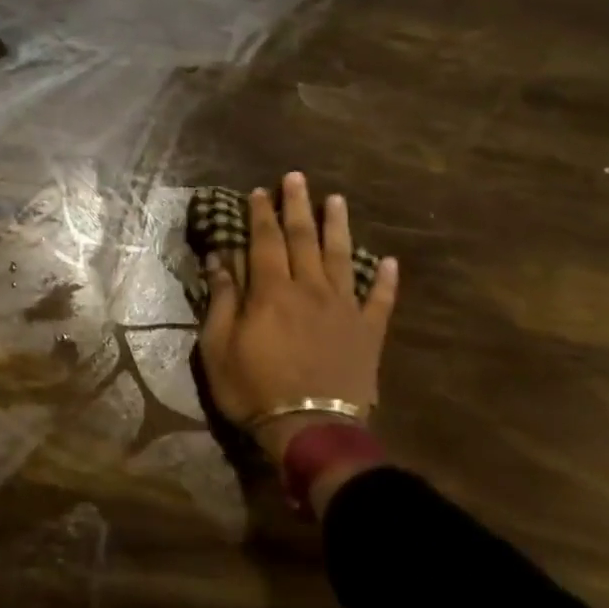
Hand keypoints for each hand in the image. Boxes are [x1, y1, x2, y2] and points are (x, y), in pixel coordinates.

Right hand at [199, 172, 398, 467]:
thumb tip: (219, 260)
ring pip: (342, 258)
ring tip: (337, 201)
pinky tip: (390, 262)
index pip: (264, 241)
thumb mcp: (218, 346)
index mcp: (271, 291)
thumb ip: (221, 300)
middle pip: (303, 238)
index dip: (260, 214)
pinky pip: (380, 301)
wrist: (311, 430)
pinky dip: (386, 280)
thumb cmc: (254, 388)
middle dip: (297, 206)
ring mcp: (343, 309)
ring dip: (338, 227)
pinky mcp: (368, 333)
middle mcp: (310, 289)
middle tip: (297, 177)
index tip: (259, 191)